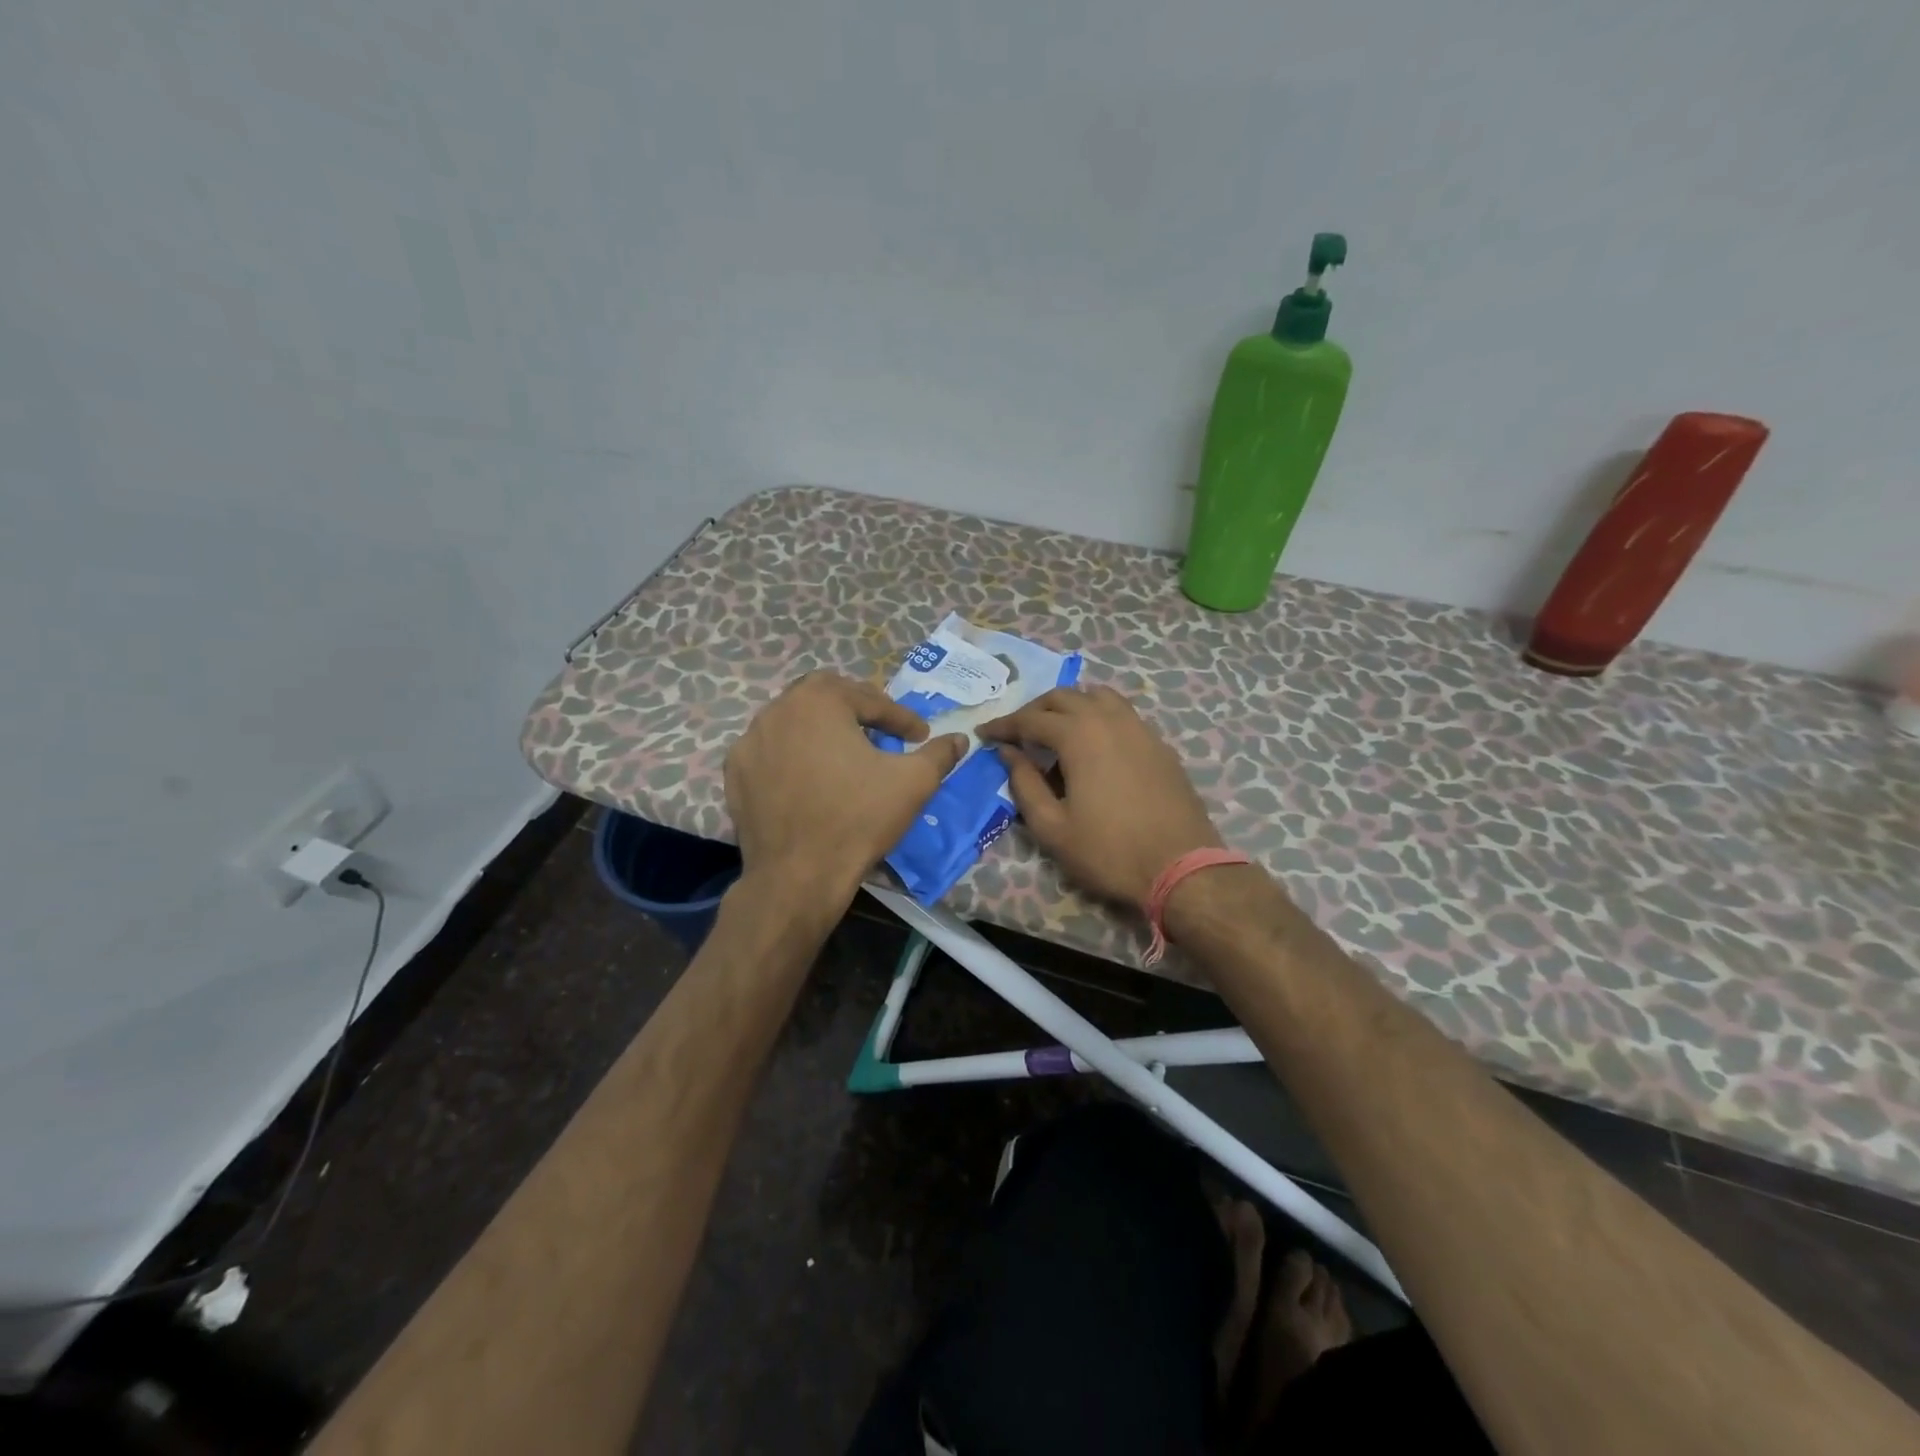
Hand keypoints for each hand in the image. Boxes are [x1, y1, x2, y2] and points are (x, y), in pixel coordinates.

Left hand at [725, 672, 967, 903]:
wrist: (798, 876)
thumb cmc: (859, 819)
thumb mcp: (913, 783)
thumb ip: (939, 754)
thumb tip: (960, 739)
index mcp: (818, 700)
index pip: (869, 699)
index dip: (900, 717)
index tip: (919, 735)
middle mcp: (778, 709)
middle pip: (825, 698)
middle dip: (857, 710)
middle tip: (882, 731)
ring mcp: (750, 741)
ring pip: (794, 722)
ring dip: (823, 730)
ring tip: (846, 753)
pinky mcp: (735, 773)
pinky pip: (771, 751)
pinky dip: (793, 755)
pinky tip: (810, 777)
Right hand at [978, 685, 1222, 908]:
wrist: (1181, 867)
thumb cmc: (1108, 851)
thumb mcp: (1052, 826)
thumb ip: (1024, 783)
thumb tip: (1008, 753)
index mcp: (1079, 735)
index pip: (1031, 719)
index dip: (1004, 725)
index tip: (984, 734)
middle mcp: (1109, 719)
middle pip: (1064, 697)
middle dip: (1034, 711)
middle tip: (1016, 733)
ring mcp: (1140, 728)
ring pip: (1098, 697)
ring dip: (1070, 706)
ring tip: (1055, 730)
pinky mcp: (1159, 744)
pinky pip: (1122, 714)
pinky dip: (1098, 716)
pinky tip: (1094, 744)